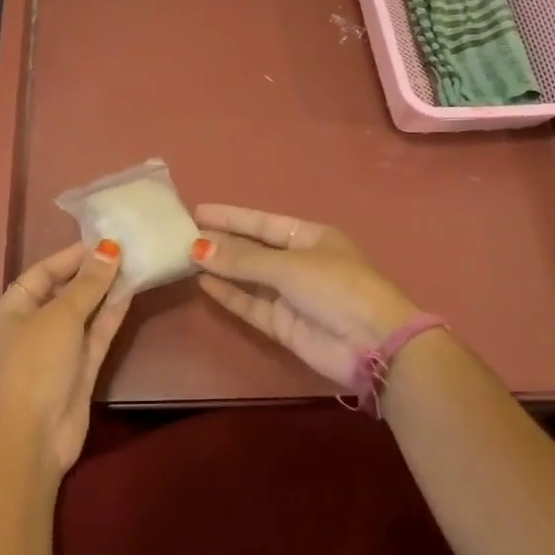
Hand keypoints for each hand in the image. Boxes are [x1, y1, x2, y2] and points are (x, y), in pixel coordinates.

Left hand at [0, 240, 130, 477]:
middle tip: (125, 247)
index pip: (43, 273)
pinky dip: (112, 314)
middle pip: (65, 290)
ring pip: (85, 312)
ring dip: (107, 290)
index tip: (103, 238)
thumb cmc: (35, 365)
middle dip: (92, 272)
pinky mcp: (80, 368)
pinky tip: (132, 291)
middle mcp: (33, 325)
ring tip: (135, 262)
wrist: (34, 437)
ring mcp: (58, 349)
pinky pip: (97, 333)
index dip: (71, 256)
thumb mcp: (60, 317)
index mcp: (13, 309)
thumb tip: (110, 248)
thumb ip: (88, 283)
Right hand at [190, 205, 420, 385]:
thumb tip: (199, 248)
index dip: (231, 217)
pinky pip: (250, 304)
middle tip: (182, 234)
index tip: (198, 211)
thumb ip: (242, 260)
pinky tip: (203, 282)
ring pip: (249, 277)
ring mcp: (291, 295)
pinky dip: (228, 294)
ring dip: (221, 268)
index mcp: (310, 237)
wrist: (372, 344)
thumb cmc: (336, 287)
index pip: (263, 223)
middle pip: (254, 249)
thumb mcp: (289, 266)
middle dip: (222, 242)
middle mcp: (300, 263)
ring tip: (185, 256)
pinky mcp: (283, 324)